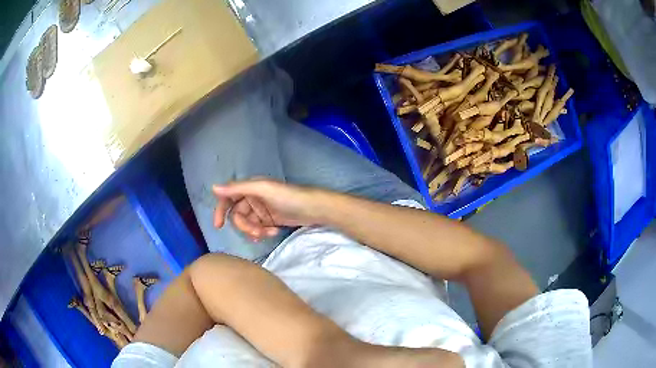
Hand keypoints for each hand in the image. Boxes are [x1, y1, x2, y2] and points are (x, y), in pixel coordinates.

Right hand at [212, 179, 324, 240]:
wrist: (314, 209)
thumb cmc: (289, 196)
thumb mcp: (263, 190)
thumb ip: (238, 188)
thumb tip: (213, 188)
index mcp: (249, 188)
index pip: (228, 198)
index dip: (220, 210)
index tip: (218, 226)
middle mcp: (253, 198)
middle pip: (238, 215)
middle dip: (245, 226)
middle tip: (257, 233)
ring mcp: (261, 210)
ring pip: (248, 224)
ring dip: (255, 231)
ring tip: (269, 233)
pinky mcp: (270, 221)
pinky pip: (258, 229)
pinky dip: (262, 233)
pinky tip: (272, 233)